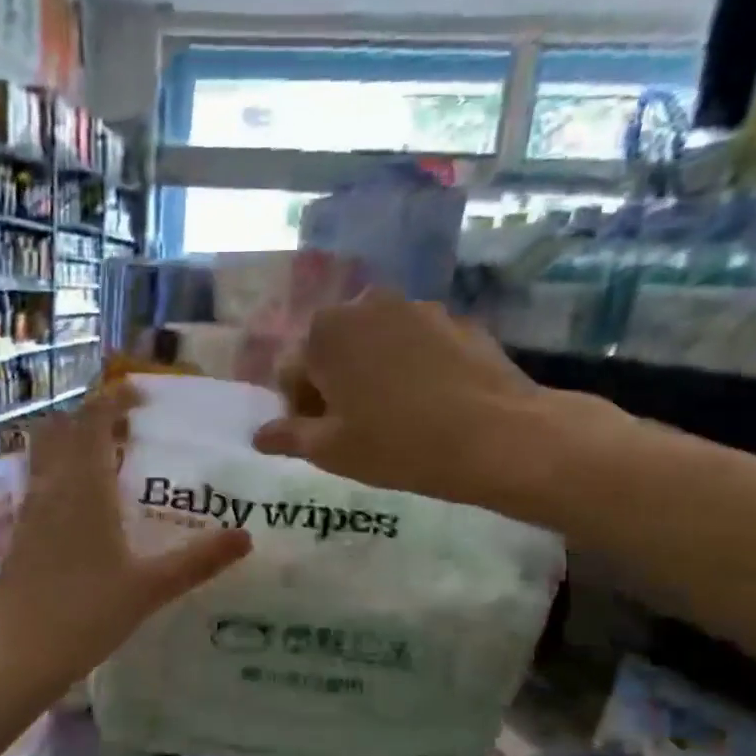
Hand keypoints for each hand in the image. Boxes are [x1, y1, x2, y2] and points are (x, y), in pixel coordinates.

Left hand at [0, 384, 250, 685]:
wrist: (13, 655)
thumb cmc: (84, 614)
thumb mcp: (150, 588)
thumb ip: (198, 560)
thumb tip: (246, 536)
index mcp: (83, 488)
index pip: (91, 422)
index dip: (112, 401)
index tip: (138, 396)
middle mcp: (51, 489)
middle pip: (60, 431)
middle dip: (89, 420)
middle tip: (125, 431)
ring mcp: (27, 513)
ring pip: (43, 458)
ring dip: (70, 447)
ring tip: (107, 464)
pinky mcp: (16, 537)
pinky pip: (37, 487)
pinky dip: (59, 478)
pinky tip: (81, 511)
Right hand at [252, 289, 614, 519]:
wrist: (496, 435)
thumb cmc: (397, 444)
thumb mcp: (331, 450)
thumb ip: (288, 436)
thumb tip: (259, 435)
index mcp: (325, 333)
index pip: (291, 371)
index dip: (300, 408)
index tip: (321, 436)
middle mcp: (365, 305)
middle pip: (332, 349)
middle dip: (334, 383)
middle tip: (355, 425)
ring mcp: (416, 307)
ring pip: (374, 344)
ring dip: (371, 372)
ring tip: (394, 414)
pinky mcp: (456, 320)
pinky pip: (414, 344)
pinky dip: (410, 366)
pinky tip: (429, 402)